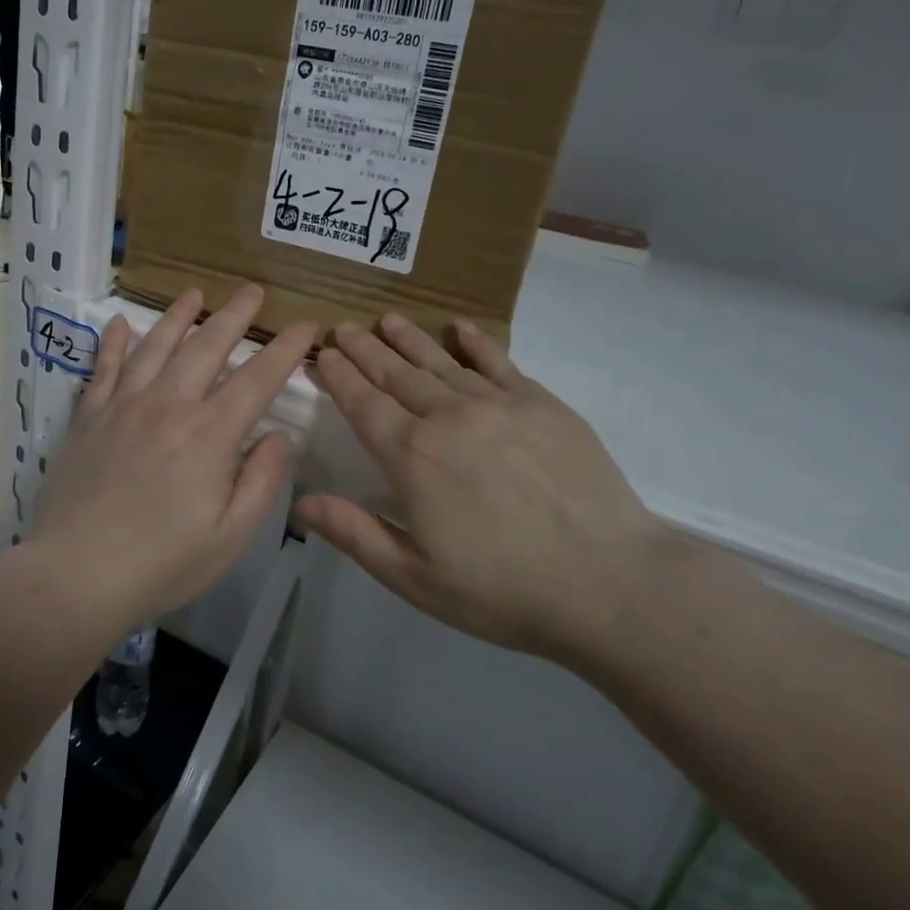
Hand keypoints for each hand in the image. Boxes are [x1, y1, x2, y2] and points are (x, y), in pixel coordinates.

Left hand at [32, 285, 317, 630]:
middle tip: (252, 290)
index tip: (306, 325)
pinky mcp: (89, 417)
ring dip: (179, 316)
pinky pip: (103, 367)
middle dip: (234, 315)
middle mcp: (169, 405)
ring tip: (195, 294)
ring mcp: (124, 406)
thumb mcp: (231, 535)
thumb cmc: (162, 563)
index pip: (258, 379)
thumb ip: (262, 480)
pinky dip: (114, 342)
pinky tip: (120, 323)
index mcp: (210, 434)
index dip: (286, 349)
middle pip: (207, 347)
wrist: (76, 574)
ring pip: (156, 346)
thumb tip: (279, 434)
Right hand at [295, 315, 677, 669]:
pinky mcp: (542, 404)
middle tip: (346, 327)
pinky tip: (461, 327)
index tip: (325, 353)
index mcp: (412, 457)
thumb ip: (355, 533)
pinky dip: (476, 342)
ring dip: (410, 340)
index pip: (363, 404)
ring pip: (441, 362)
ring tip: (388, 320)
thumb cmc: (502, 590)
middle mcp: (448, 417)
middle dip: (366, 350)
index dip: (341, 376)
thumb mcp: (415, 577)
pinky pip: (499, 362)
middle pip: (397, 374)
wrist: (609, 582)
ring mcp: (498, 405)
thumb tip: (300, 502)